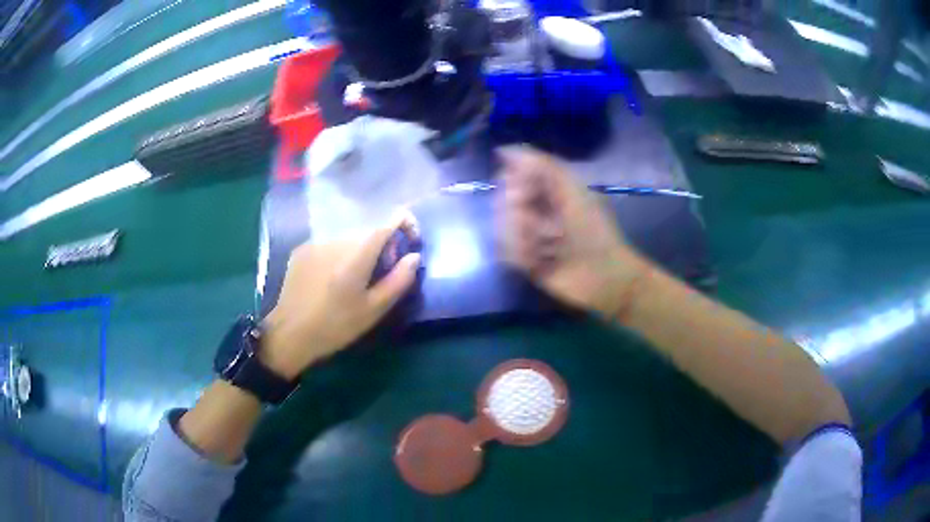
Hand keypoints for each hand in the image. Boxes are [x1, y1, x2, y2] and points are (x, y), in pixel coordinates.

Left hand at [260, 211, 420, 378]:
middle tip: (382, 275)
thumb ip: (399, 279)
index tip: (411, 245)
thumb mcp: (374, 309)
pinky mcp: (302, 249)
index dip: (407, 224)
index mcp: (358, 250)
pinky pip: (331, 244)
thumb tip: (414, 256)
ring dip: (361, 250)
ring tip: (356, 280)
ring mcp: (317, 241)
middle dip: (384, 245)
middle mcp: (337, 237)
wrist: (290, 333)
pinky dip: (341, 254)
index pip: (390, 218)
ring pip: (350, 236)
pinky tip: (333, 280)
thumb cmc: (336, 325)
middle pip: (371, 228)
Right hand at [498, 146, 649, 318]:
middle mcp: (532, 209)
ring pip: (501, 228)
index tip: (526, 191)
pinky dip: (522, 256)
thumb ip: (542, 165)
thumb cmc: (593, 229)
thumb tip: (503, 150)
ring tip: (548, 246)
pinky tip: (541, 261)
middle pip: (502, 202)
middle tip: (546, 226)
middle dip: (519, 214)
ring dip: (524, 238)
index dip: (514, 183)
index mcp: (545, 189)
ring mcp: (525, 236)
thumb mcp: (572, 189)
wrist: (603, 276)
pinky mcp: (522, 261)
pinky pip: (504, 252)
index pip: (511, 176)